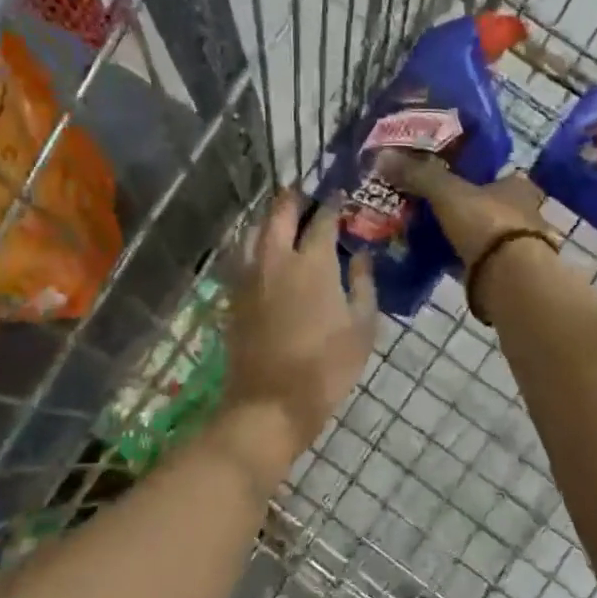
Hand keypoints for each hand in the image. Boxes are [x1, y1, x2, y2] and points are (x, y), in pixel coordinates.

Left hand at [222, 190, 376, 466]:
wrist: (271, 402)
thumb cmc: (326, 367)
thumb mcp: (362, 327)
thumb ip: (362, 284)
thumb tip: (360, 255)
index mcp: (312, 263)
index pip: (322, 219)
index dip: (332, 204)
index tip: (340, 196)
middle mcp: (276, 259)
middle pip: (279, 213)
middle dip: (293, 199)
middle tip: (305, 195)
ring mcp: (249, 276)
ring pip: (253, 230)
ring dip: (269, 218)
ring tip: (282, 219)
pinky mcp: (234, 296)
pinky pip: (241, 255)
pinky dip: (254, 243)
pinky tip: (265, 253)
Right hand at [378, 153, 549, 267]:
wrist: (509, 277)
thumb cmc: (487, 223)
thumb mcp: (448, 192)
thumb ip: (420, 175)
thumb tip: (383, 156)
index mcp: (518, 187)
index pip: (501, 174)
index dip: (480, 175)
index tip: (456, 178)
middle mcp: (524, 214)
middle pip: (493, 206)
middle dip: (469, 207)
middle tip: (437, 207)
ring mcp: (517, 247)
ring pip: (487, 235)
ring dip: (466, 235)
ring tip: (432, 233)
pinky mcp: (506, 273)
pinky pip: (479, 261)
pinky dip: (462, 259)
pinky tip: (440, 259)